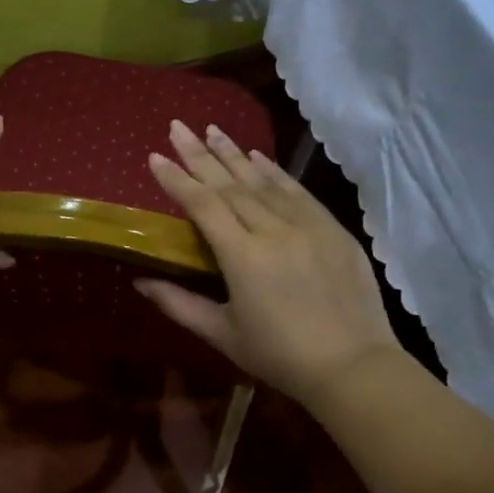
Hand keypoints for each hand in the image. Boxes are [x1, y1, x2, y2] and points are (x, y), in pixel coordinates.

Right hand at [136, 121, 401, 407]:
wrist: (353, 366)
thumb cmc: (279, 356)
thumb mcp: (222, 334)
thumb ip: (179, 304)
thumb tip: (140, 281)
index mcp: (243, 257)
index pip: (203, 205)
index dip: (177, 179)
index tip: (155, 156)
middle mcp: (273, 230)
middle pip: (230, 184)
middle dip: (200, 154)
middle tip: (178, 126)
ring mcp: (307, 225)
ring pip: (263, 181)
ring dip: (234, 154)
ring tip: (211, 130)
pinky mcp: (333, 228)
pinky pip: (297, 191)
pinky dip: (274, 171)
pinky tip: (257, 155)